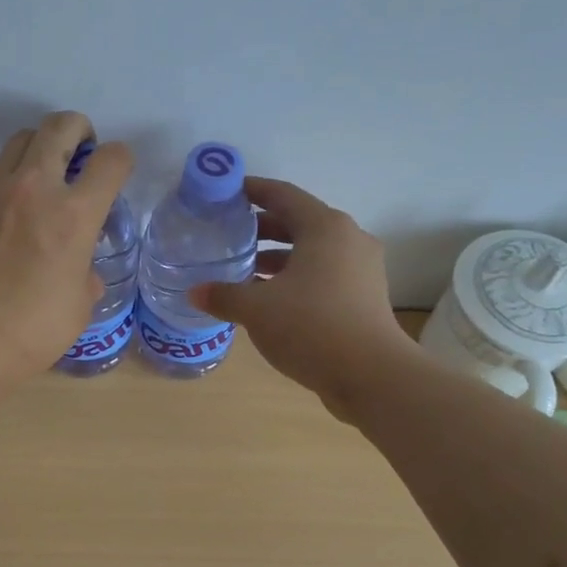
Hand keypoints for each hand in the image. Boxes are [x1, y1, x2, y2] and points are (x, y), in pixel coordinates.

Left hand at [0, 111, 132, 385]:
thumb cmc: (31, 331)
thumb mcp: (79, 307)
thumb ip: (86, 274)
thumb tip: (80, 269)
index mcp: (74, 214)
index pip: (111, 160)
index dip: (122, 160)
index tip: (117, 174)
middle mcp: (34, 188)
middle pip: (60, 125)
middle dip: (80, 130)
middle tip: (82, 152)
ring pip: (21, 139)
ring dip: (42, 147)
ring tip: (46, 176)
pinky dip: (12, 175)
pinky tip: (13, 209)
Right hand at [187, 177, 413, 412]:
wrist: (371, 375)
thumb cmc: (311, 326)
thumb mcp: (256, 309)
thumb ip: (223, 295)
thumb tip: (196, 292)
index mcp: (325, 227)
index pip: (283, 195)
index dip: (252, 190)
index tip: (227, 193)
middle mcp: (348, 239)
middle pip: (299, 222)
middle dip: (262, 228)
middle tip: (228, 236)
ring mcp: (361, 269)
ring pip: (312, 251)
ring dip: (278, 257)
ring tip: (243, 270)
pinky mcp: (364, 296)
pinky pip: (323, 274)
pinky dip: (295, 278)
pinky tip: (269, 299)